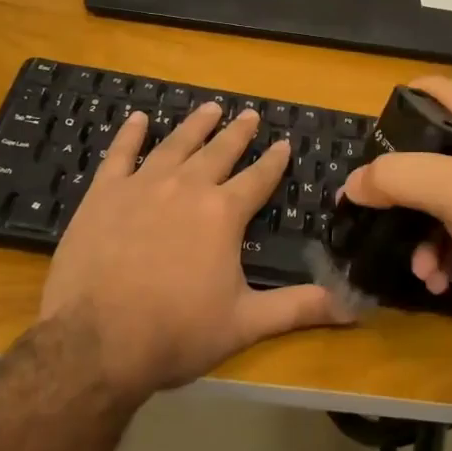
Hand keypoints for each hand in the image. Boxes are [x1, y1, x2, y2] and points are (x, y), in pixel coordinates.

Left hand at [39, 102, 349, 399]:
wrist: (95, 343)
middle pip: (219, 151)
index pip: (258, 178)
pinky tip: (138, 119)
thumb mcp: (245, 323)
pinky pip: (120, 155)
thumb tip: (356, 308)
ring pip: (176, 144)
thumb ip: (299, 308)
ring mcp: (142, 186)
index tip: (285, 142)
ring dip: (195, 125)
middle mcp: (187, 187)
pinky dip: (130, 135)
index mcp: (223, 214)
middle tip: (249, 114)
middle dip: (238, 133)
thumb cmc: (176, 333)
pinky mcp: (104, 194)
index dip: (274, 161)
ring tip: (210, 107)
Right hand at [338, 78, 451, 316]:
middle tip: (378, 210)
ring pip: (441, 195)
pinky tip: (437, 279)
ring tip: (419, 268)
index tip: (372, 141)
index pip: (429, 89)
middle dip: (401, 190)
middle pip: (428, 150)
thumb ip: (392, 177)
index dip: (396, 106)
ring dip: (422, 232)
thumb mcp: (445, 188)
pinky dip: (444, 247)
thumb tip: (351, 184)